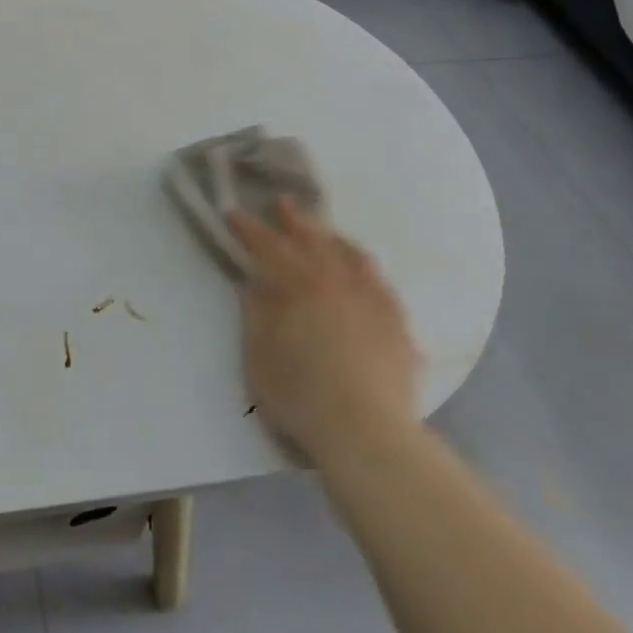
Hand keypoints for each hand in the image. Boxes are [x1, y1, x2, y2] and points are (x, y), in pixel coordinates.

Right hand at [227, 200, 421, 465]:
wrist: (366, 430)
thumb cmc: (299, 393)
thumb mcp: (259, 355)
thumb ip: (256, 313)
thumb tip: (253, 282)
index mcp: (298, 286)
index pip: (268, 246)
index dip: (249, 228)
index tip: (234, 213)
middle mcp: (337, 281)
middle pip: (314, 240)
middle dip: (294, 219)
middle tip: (282, 202)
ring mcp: (373, 299)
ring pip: (353, 255)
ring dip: (334, 238)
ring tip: (326, 233)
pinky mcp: (398, 323)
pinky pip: (381, 283)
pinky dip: (365, 270)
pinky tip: (365, 275)